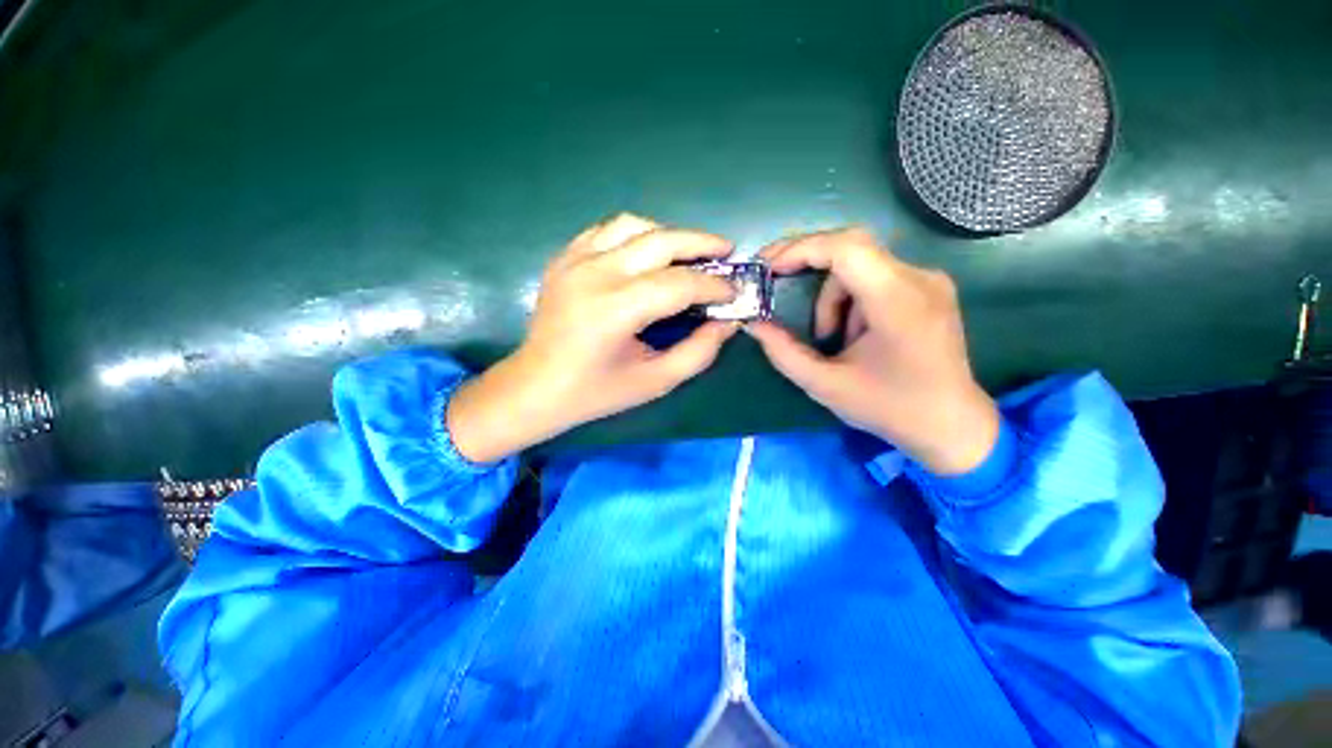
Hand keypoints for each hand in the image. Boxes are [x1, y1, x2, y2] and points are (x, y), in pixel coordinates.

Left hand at [447, 214, 739, 462]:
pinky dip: (635, 236)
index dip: (713, 286)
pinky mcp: (563, 258)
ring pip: (633, 226)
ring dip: (668, 235)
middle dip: (700, 243)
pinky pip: (606, 231)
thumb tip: (728, 322)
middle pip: (660, 241)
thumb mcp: (655, 381)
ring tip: (687, 254)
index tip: (733, 292)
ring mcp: (574, 261)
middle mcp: (594, 275)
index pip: (679, 284)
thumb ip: (698, 352)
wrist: (536, 386)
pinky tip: (646, 255)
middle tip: (725, 252)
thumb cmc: (596, 392)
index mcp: (615, 310)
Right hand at [746, 228, 999, 474]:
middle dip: (806, 261)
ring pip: (860, 264)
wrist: (952, 426)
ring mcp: (928, 280)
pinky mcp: (928, 289)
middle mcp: (918, 278)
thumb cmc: (889, 408)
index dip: (800, 249)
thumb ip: (783, 352)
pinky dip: (849, 298)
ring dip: (830, 294)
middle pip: (850, 247)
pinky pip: (875, 276)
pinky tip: (851, 333)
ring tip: (828, 336)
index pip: (845, 248)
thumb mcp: (824, 385)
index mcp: (897, 301)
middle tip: (773, 280)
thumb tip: (754, 323)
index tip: (768, 269)